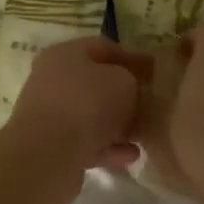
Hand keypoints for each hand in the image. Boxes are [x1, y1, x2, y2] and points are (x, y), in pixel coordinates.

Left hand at [4, 37, 150, 186]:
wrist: (47, 154)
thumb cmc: (87, 104)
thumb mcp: (122, 81)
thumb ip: (131, 80)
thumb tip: (128, 90)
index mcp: (64, 54)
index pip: (104, 48)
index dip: (133, 57)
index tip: (155, 70)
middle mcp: (53, 80)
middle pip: (96, 84)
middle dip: (125, 95)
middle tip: (151, 105)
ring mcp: (51, 115)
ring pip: (92, 115)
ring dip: (118, 125)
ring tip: (143, 134)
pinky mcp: (52, 146)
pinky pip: (87, 142)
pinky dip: (108, 147)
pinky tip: (130, 156)